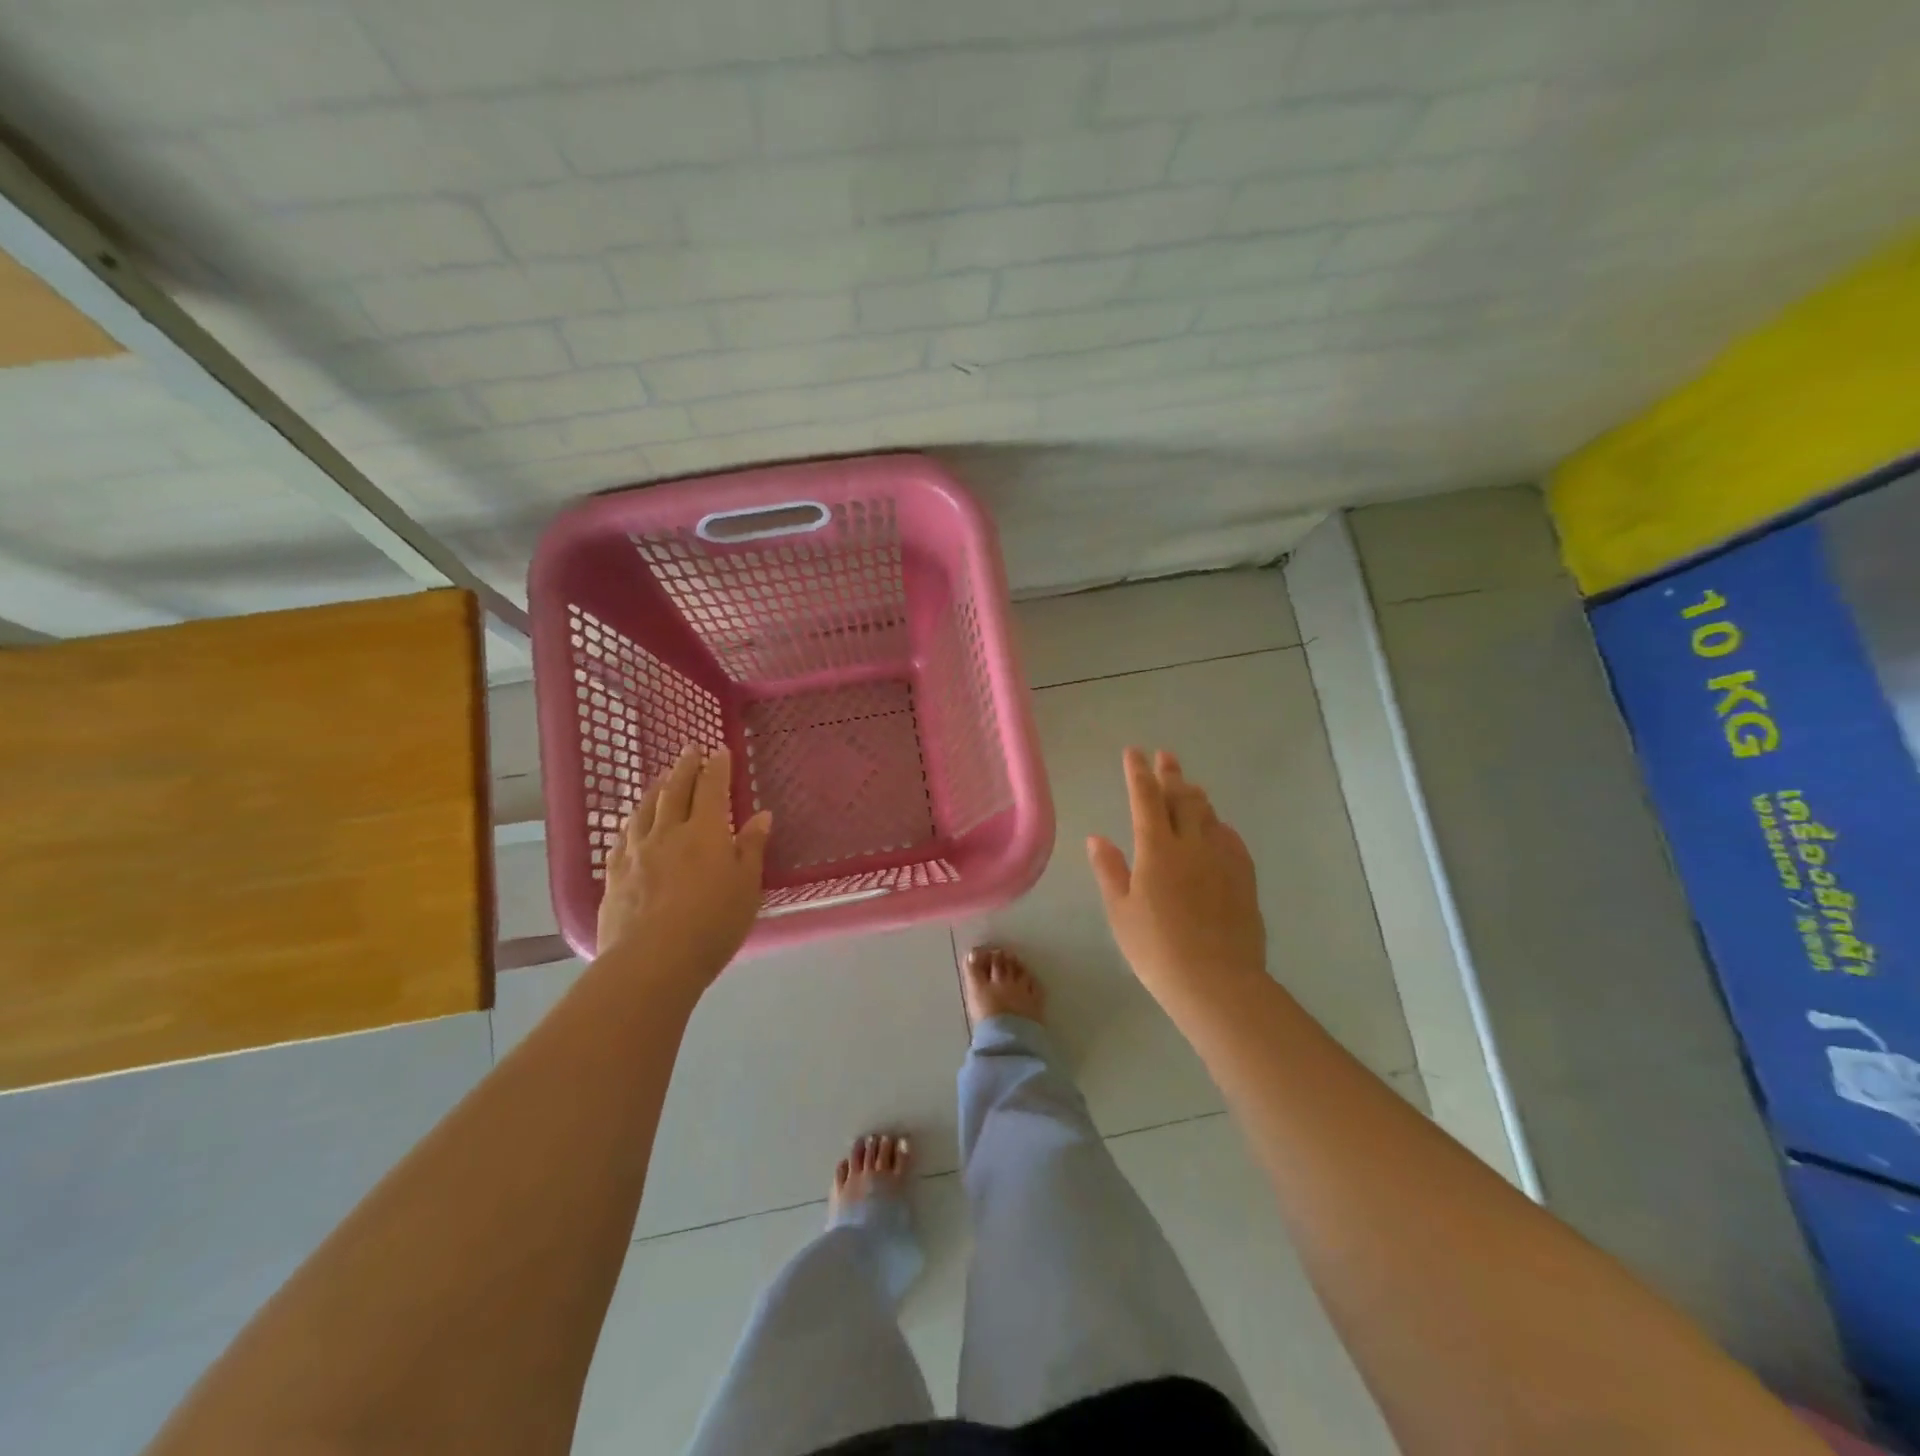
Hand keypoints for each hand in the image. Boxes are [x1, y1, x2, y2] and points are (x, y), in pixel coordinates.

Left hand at [595, 743, 772, 994]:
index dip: (716, 768)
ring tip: (660, 778)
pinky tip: (630, 823)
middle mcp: (668, 833)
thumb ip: (752, 848)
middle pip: (674, 791)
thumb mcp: (746, 887)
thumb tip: (761, 814)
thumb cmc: (713, 924)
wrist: (652, 960)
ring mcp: (636, 853)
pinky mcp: (614, 875)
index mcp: (705, 832)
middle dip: (684, 768)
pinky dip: (630, 822)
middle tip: (689, 750)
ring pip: (644, 810)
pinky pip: (622, 838)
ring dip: (655, 789)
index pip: (711, 788)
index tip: (719, 750)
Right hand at [1087, 748, 1266, 1009]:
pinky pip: (1231, 840)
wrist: (1216, 982)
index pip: (1146, 799)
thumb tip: (1097, 838)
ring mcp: (1223, 860)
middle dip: (1171, 775)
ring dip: (1196, 797)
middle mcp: (1192, 845)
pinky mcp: (1244, 878)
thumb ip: (1110, 870)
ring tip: (1190, 786)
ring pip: (1209, 816)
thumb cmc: (1156, 949)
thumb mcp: (1121, 912)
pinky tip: (1218, 829)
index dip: (1138, 773)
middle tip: (1166, 756)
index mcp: (1157, 849)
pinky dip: (1220, 827)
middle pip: (1182, 799)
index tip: (1134, 752)